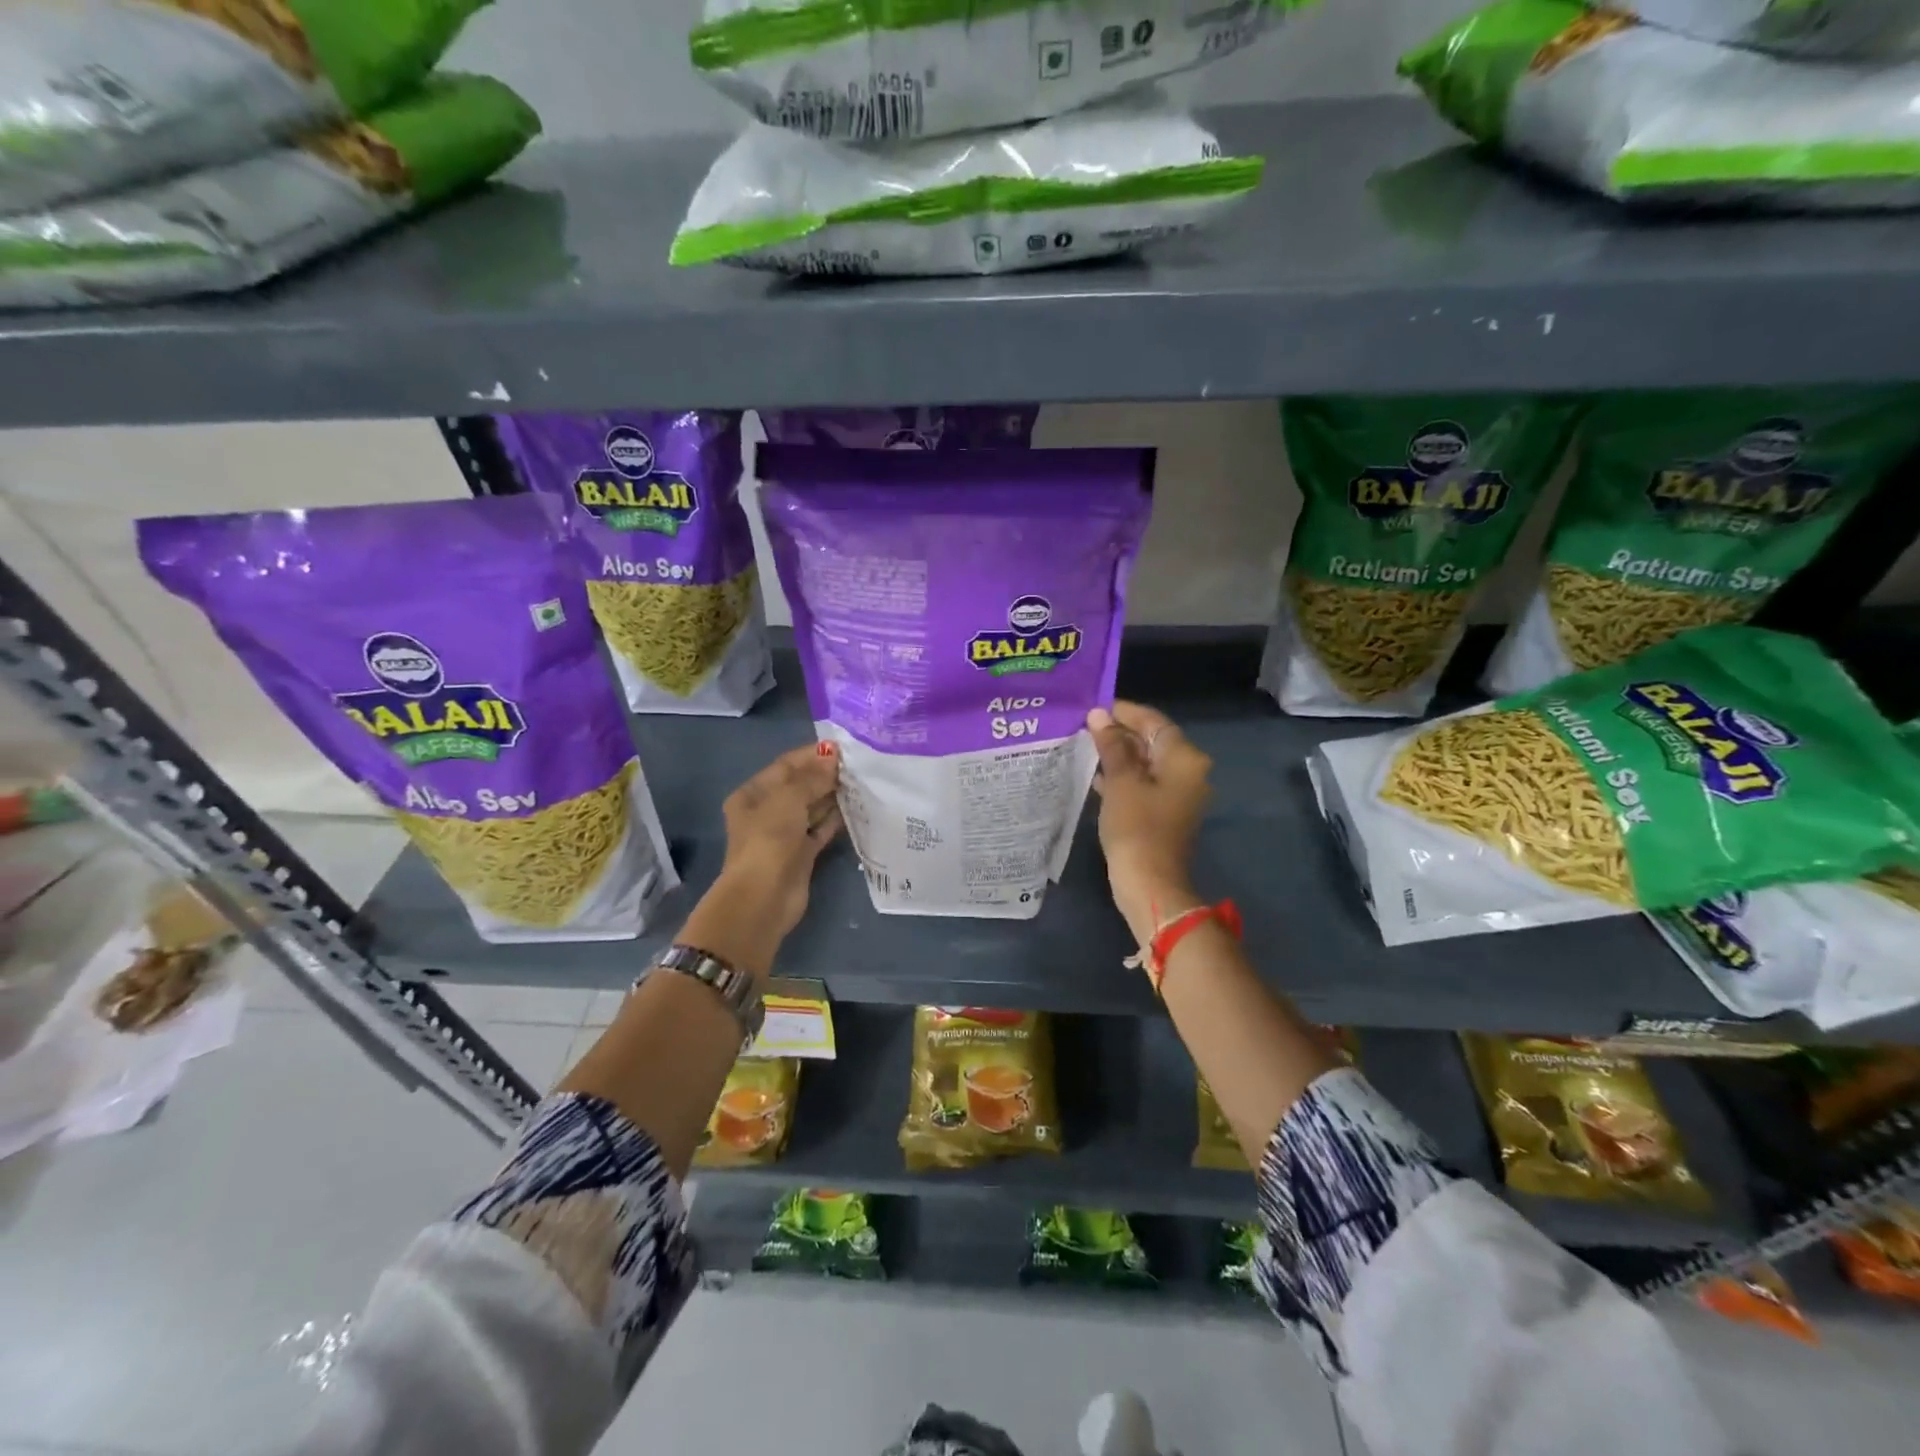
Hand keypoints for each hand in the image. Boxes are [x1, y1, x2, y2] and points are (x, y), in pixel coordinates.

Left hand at [682, 743, 842, 975]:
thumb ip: (812, 777)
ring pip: (813, 808)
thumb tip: (832, 756)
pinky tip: (858, 807)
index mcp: (753, 794)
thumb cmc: (769, 840)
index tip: (843, 748)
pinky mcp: (802, 853)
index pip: (786, 766)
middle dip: (826, 775)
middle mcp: (767, 811)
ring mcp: (785, 834)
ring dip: (834, 796)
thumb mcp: (788, 799)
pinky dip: (836, 819)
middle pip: (800, 786)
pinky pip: (821, 829)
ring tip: (863, 781)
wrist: (764, 898)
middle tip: (859, 764)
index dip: (813, 755)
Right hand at [1086, 701, 1211, 944]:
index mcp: (1184, 759)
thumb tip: (1099, 716)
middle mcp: (1188, 771)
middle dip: (1119, 732)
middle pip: (1152, 740)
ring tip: (1084, 745)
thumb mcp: (1121, 781)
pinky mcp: (1165, 812)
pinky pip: (1144, 783)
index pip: (1154, 721)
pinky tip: (1096, 775)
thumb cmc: (1136, 827)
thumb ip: (1111, 745)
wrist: (1150, 883)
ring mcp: (1178, 794)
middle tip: (1084, 725)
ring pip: (1146, 763)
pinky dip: (1123, 777)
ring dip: (1119, 754)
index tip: (1093, 705)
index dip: (1124, 711)